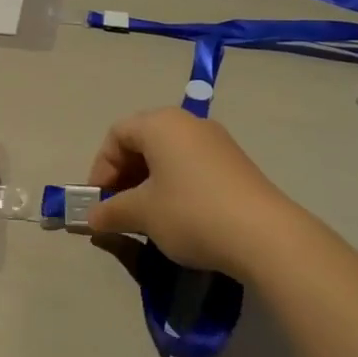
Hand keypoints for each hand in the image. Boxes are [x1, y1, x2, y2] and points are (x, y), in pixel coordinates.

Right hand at [84, 107, 301, 278]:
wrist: (264, 234)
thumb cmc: (191, 213)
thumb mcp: (143, 214)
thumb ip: (112, 211)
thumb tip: (93, 218)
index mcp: (161, 123)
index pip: (117, 134)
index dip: (101, 167)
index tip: (100, 202)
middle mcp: (188, 122)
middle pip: (143, 141)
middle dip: (124, 175)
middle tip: (118, 210)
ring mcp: (216, 141)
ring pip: (168, 154)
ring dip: (148, 182)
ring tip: (146, 217)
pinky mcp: (234, 163)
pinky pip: (191, 165)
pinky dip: (174, 185)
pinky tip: (177, 217)